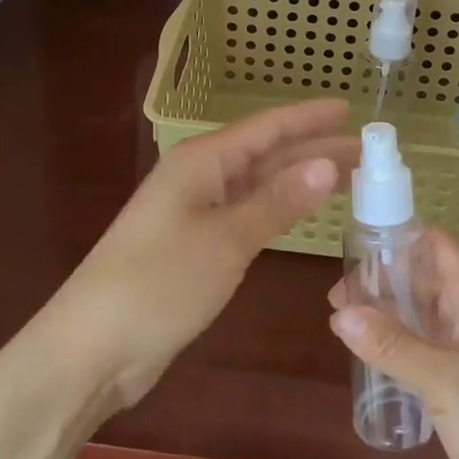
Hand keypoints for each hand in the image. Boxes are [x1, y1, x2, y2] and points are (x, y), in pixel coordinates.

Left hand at [51, 99, 353, 408]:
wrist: (91, 349)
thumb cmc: (159, 282)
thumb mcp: (226, 239)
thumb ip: (277, 201)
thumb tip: (326, 164)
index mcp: (202, 161)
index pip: (267, 128)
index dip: (309, 118)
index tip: (349, 110)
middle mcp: (199, 178)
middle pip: (266, 155)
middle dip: (314, 150)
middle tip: (366, 152)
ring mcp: (195, 213)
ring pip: (258, 185)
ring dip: (299, 181)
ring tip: (348, 177)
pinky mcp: (194, 247)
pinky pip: (246, 215)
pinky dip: (278, 210)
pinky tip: (302, 212)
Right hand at [328, 228, 458, 458]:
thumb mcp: (448, 381)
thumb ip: (394, 345)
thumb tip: (340, 313)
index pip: (435, 245)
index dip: (396, 236)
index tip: (351, 242)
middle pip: (422, 280)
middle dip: (381, 280)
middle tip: (333, 295)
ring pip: (419, 318)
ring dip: (384, 315)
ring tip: (337, 321)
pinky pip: (420, 355)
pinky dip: (393, 349)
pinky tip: (363, 358)